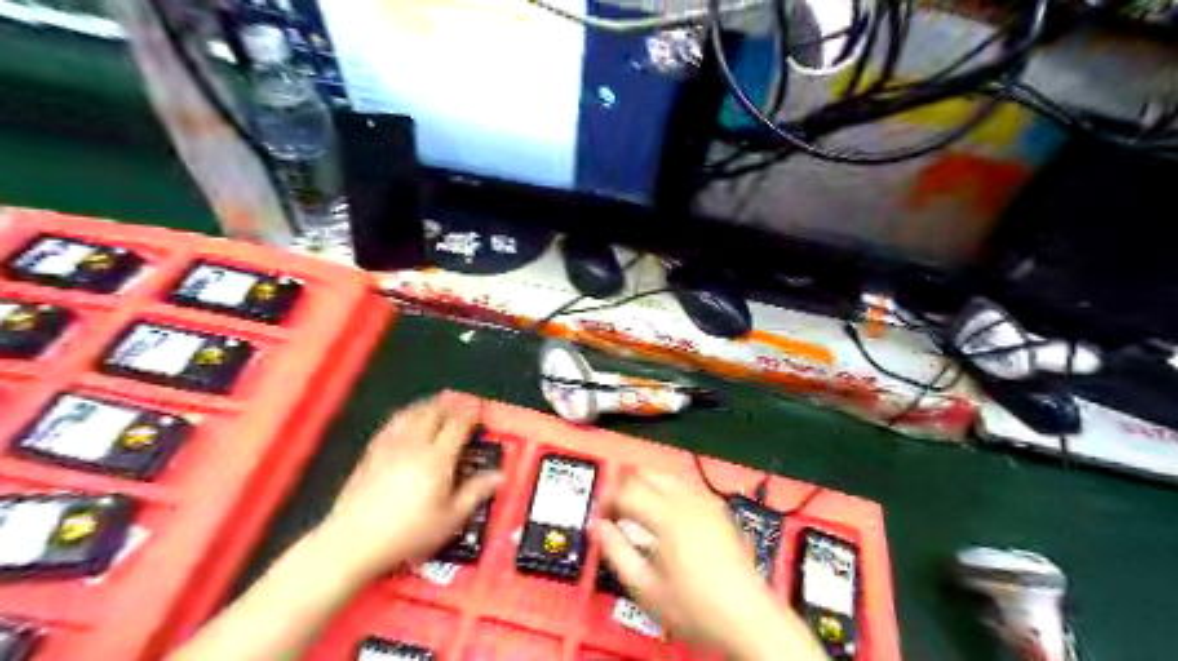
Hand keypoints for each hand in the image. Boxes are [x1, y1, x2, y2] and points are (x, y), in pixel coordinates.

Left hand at [315, 395, 499, 580]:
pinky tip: (406, 420)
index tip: (480, 411)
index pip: (459, 424)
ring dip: (428, 405)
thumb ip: (475, 492)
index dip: (472, 414)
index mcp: (438, 457)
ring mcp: (390, 445)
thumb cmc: (407, 533)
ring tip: (437, 405)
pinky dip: (405, 415)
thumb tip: (498, 477)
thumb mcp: (450, 519)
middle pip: (434, 411)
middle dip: (450, 404)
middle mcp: (414, 444)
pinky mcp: (371, 452)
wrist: (353, 541)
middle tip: (461, 404)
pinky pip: (392, 423)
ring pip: (411, 412)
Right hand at [599, 472, 820, 658]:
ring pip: (668, 475)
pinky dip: (669, 489)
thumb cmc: (696, 608)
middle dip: (625, 486)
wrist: (748, 617)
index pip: (626, 491)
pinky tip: (666, 510)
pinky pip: (687, 485)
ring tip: (637, 509)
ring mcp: (707, 502)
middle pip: (647, 474)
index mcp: (667, 516)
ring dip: (647, 485)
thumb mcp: (647, 588)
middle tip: (615, 510)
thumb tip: (598, 527)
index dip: (606, 500)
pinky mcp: (720, 510)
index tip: (599, 515)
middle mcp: (688, 501)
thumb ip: (617, 553)